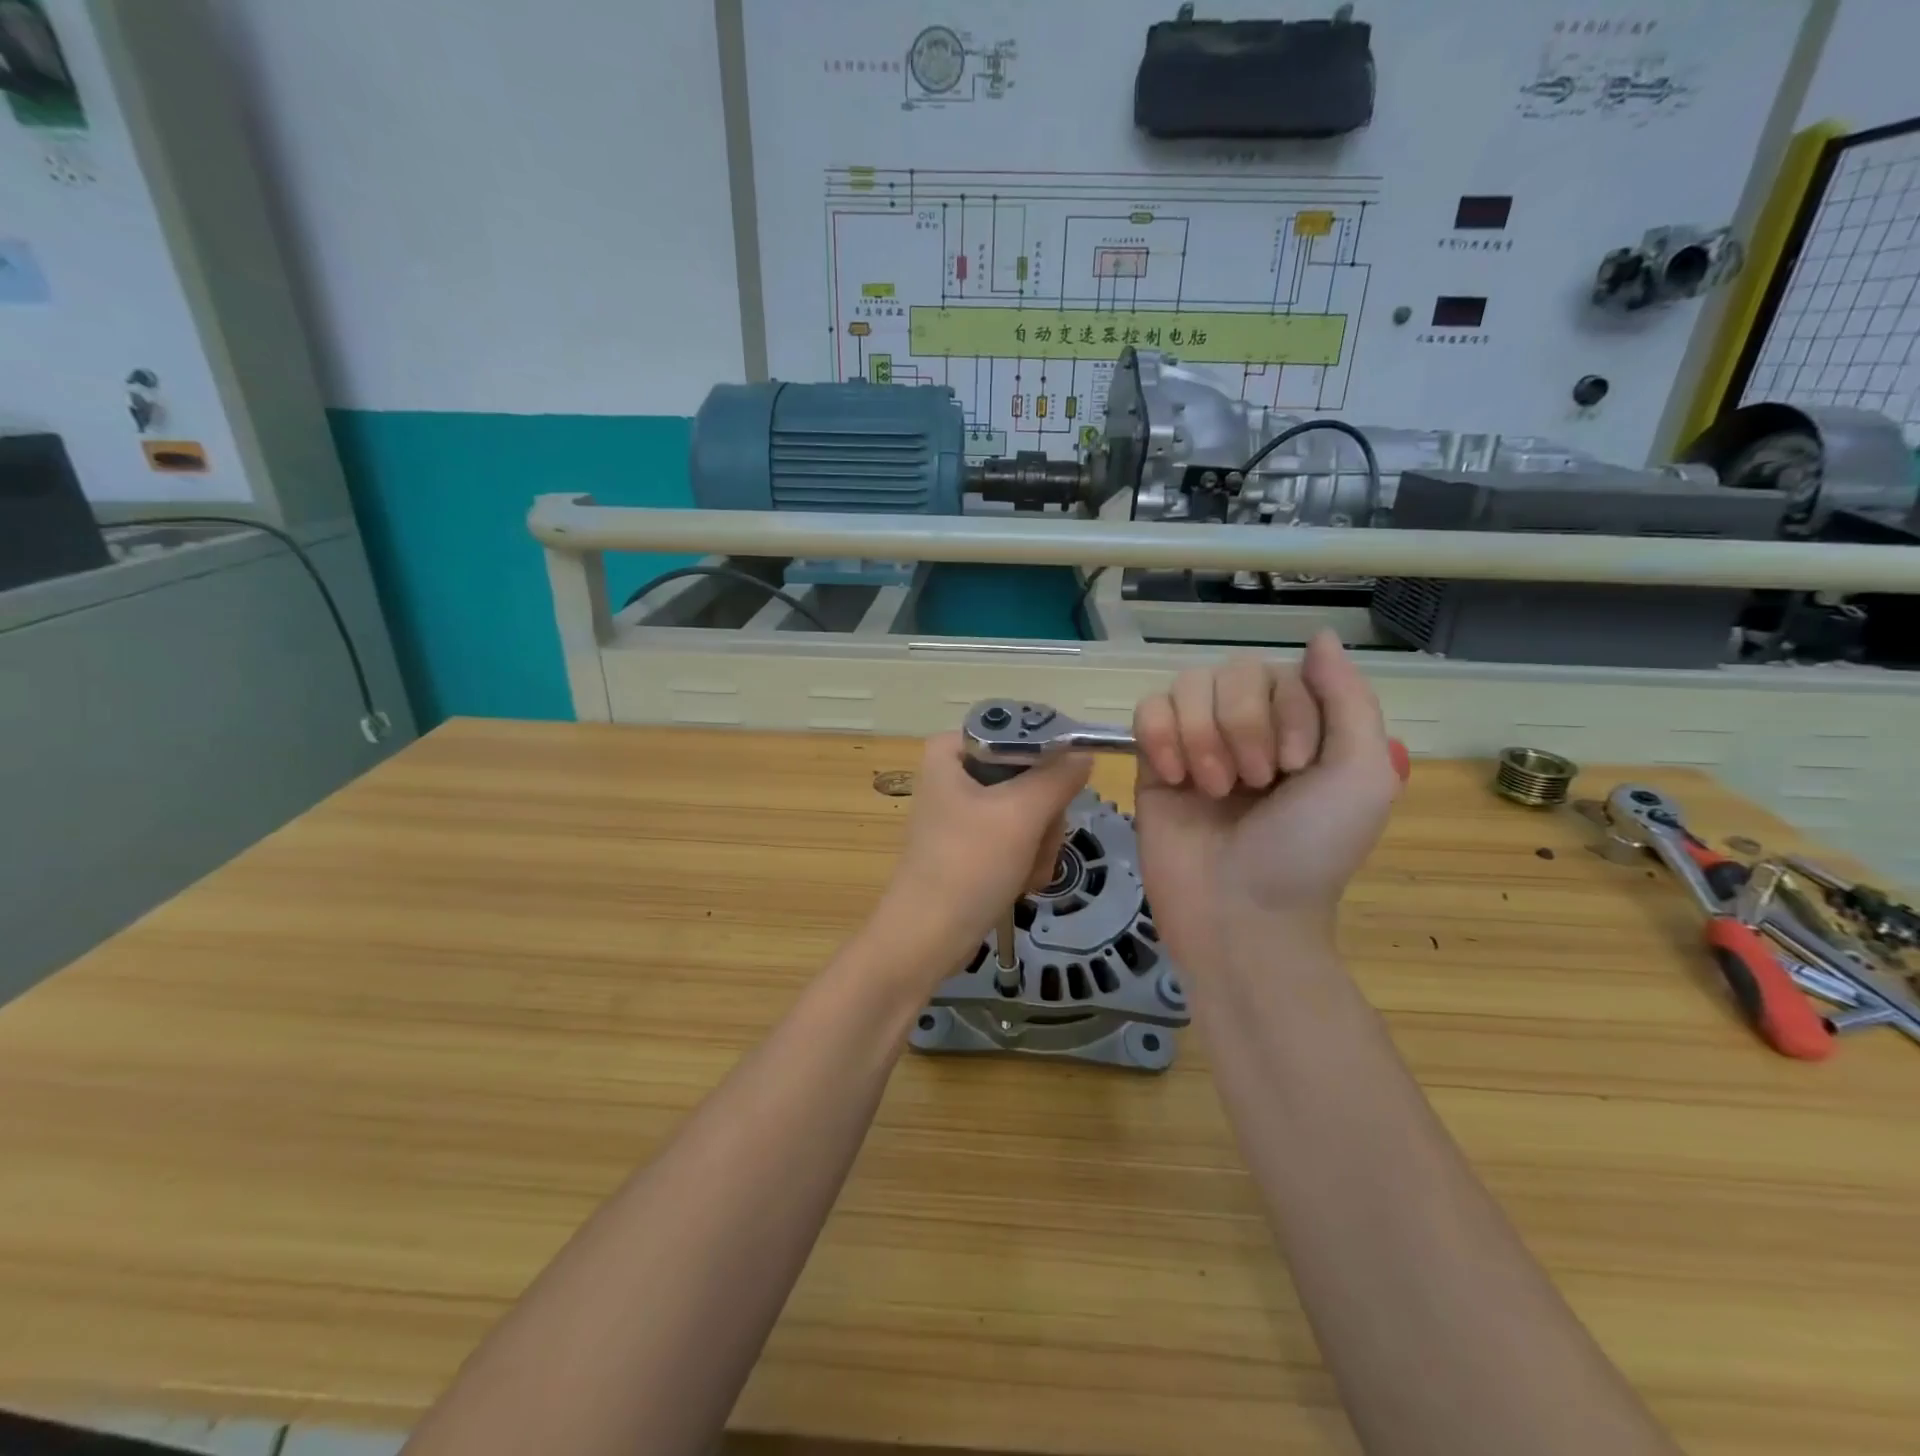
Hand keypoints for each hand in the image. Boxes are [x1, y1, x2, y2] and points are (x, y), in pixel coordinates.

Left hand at [873, 732, 1091, 976]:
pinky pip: (1016, 836)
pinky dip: (1026, 859)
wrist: (927, 938)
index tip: (1064, 788)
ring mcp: (963, 810)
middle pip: (1028, 774)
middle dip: (1043, 816)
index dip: (1049, 756)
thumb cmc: (968, 865)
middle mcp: (955, 773)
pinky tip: (1021, 883)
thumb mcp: (1021, 814)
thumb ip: (1058, 777)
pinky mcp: (971, 842)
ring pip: (1029, 809)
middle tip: (1036, 843)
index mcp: (951, 750)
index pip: (1017, 732)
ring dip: (1039, 844)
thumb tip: (1084, 754)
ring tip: (1026, 871)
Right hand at [1132, 633, 1401, 972]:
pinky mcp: (1152, 761)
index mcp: (1300, 727)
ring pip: (1186, 685)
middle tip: (1253, 783)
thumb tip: (1318, 635)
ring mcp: (1195, 742)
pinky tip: (1173, 777)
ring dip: (1203, 735)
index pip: (1283, 673)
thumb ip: (1348, 699)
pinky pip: (1146, 710)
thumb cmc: (1308, 852)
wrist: (1240, 914)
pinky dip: (1159, 736)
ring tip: (1213, 789)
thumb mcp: (1360, 777)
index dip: (1287, 712)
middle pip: (1232, 671)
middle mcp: (1247, 727)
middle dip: (1243, 725)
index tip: (1294, 768)